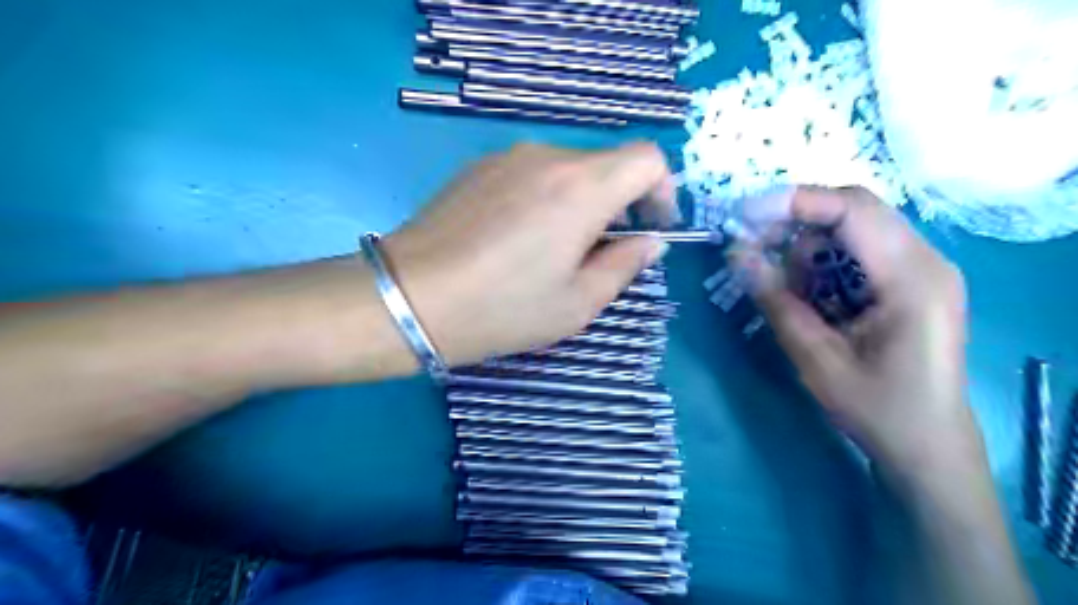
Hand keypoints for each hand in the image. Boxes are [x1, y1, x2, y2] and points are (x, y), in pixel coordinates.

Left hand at [383, 142, 675, 368]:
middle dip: (619, 201)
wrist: (408, 297)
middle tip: (601, 249)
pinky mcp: (477, 167)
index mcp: (581, 188)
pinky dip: (544, 196)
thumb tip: (650, 243)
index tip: (650, 227)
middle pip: (607, 163)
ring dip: (580, 200)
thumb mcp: (577, 303)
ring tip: (554, 248)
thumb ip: (624, 265)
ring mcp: (507, 157)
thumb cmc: (502, 309)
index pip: (647, 158)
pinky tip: (516, 237)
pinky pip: (530, 172)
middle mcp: (547, 157)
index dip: (661, 189)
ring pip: (567, 168)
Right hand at [737, 188, 974, 471]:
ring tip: (784, 288)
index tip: (744, 216)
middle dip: (795, 223)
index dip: (795, 203)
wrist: (929, 446)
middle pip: (852, 211)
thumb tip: (737, 254)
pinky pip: (859, 251)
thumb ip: (776, 300)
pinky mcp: (911, 281)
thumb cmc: (877, 409)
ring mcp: (923, 268)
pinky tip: (809, 295)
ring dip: (807, 247)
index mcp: (912, 278)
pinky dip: (823, 263)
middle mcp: (926, 260)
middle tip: (751, 248)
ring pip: (853, 228)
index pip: (852, 209)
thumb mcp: (815, 358)